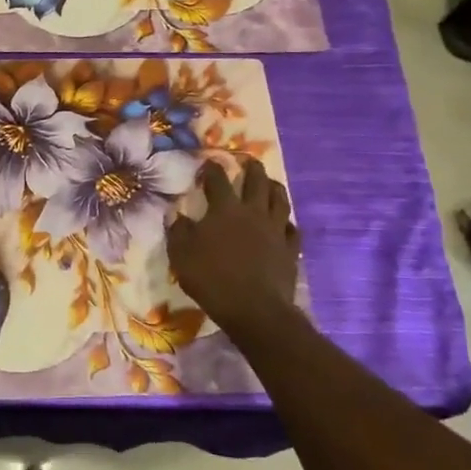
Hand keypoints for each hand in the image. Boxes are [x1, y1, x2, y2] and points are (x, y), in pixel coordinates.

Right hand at [167, 158, 301, 332]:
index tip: (208, 162)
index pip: (218, 180)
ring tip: (271, 182)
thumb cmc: (211, 279)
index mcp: (224, 210)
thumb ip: (178, 232)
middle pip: (256, 182)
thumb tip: (178, 216)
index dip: (212, 169)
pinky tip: (284, 223)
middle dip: (251, 168)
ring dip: (275, 187)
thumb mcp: (181, 255)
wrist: (254, 308)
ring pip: (280, 200)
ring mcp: (275, 230)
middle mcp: (253, 213)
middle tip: (249, 161)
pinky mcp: (290, 249)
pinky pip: (292, 228)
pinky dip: (287, 221)